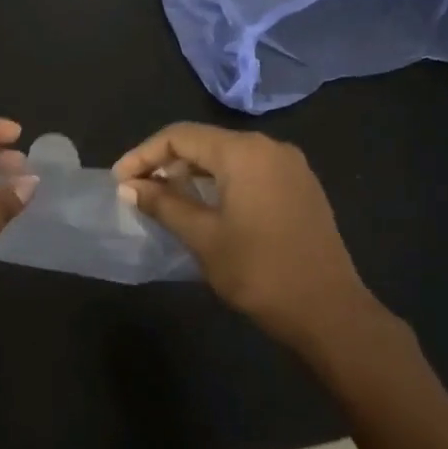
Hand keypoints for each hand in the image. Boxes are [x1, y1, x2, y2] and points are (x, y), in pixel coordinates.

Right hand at [113, 124, 393, 355]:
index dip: (143, 154)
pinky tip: (204, 206)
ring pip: (227, 157)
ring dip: (192, 173)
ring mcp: (290, 167)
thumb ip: (163, 204)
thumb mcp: (202, 237)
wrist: (328, 312)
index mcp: (244, 152)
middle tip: (137, 189)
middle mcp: (270, 148)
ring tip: (164, 198)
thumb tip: (129, 187)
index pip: (180, 136)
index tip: (119, 181)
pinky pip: (249, 171)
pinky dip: (220, 182)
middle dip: (165, 161)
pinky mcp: (300, 188)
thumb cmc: (259, 271)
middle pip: (204, 142)